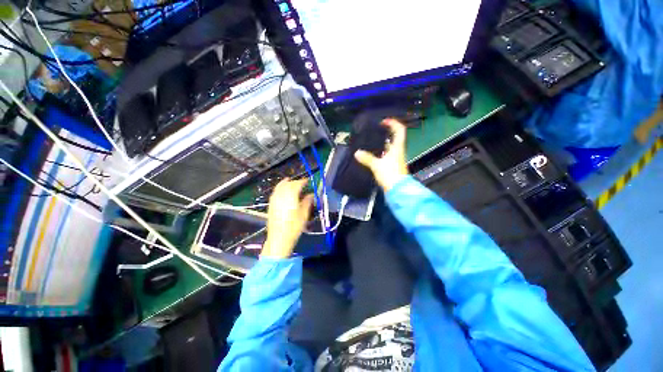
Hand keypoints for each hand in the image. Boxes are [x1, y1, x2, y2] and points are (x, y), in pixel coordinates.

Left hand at [261, 178, 313, 258]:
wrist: (279, 238)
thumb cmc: (294, 226)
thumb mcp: (304, 214)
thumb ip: (307, 202)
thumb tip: (310, 195)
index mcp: (290, 196)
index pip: (297, 184)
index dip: (303, 181)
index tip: (308, 181)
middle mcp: (281, 195)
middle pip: (288, 184)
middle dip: (295, 182)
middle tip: (302, 183)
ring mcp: (274, 199)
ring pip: (280, 186)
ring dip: (286, 183)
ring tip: (290, 182)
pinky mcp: (271, 204)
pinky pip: (275, 192)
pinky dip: (280, 188)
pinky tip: (282, 191)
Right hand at [354, 118, 408, 191]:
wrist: (398, 190)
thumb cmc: (391, 175)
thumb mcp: (377, 165)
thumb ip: (367, 158)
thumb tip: (357, 153)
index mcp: (398, 148)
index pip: (399, 130)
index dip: (393, 123)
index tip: (383, 122)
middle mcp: (398, 152)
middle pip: (394, 139)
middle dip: (384, 134)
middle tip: (374, 133)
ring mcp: (396, 159)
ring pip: (389, 148)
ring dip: (381, 145)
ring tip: (370, 144)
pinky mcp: (392, 166)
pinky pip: (386, 156)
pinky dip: (380, 154)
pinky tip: (372, 156)